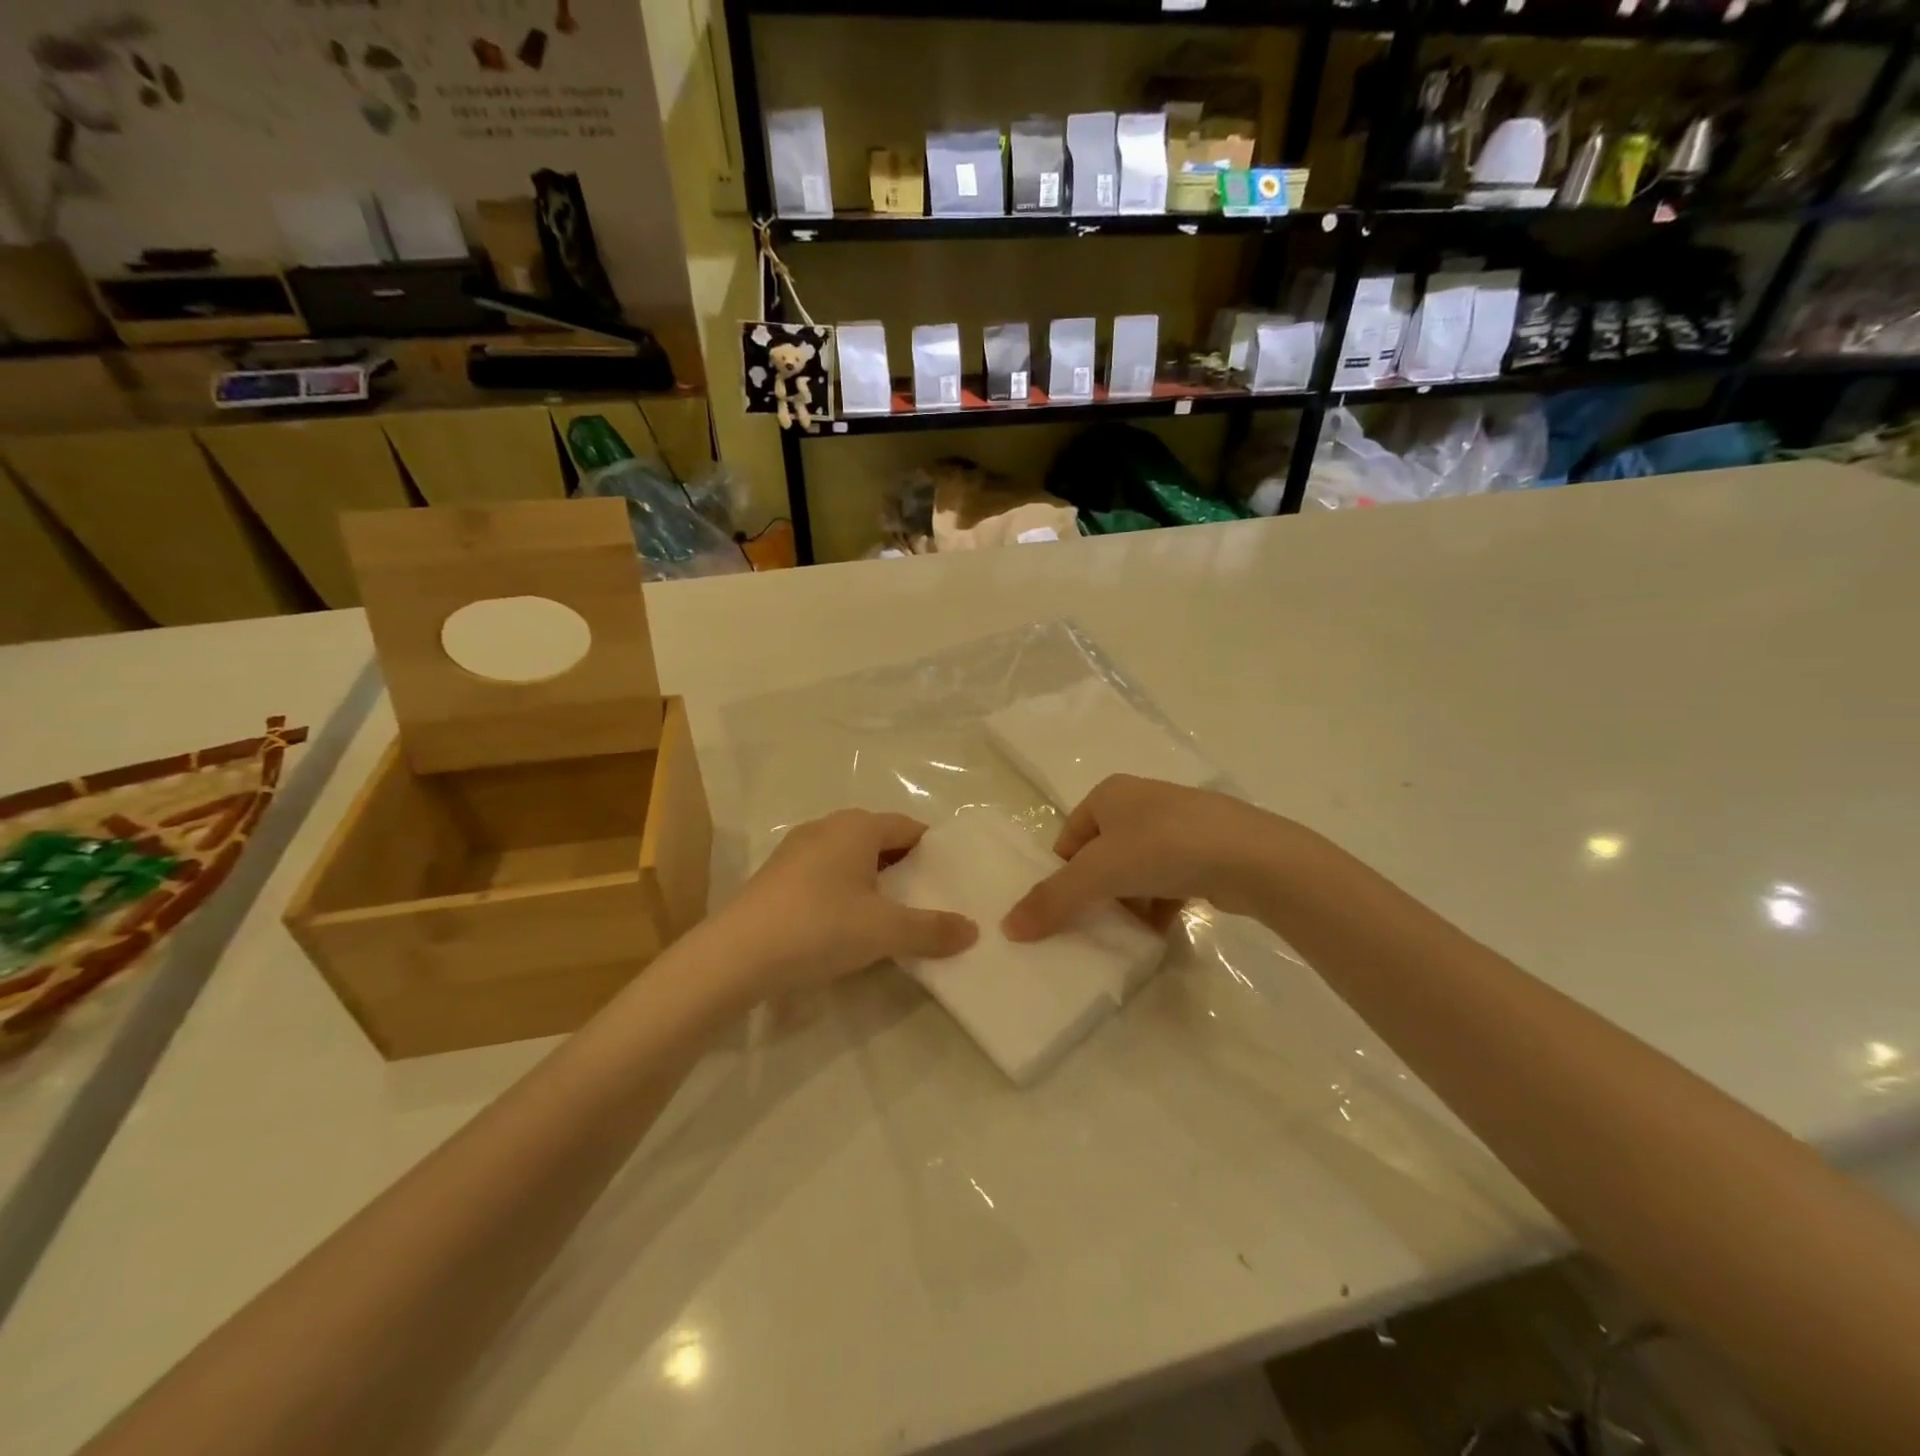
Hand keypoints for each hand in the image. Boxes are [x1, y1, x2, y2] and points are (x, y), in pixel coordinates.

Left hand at [719, 810, 977, 995]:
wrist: (735, 956)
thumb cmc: (820, 927)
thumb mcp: (885, 931)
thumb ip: (931, 929)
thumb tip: (973, 930)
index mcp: (857, 826)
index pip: (910, 828)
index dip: (934, 852)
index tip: (952, 881)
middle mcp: (827, 827)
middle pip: (880, 841)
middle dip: (906, 869)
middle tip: (930, 901)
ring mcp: (797, 850)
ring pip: (851, 859)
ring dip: (875, 882)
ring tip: (894, 917)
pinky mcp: (777, 877)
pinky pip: (826, 875)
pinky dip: (846, 892)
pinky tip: (849, 925)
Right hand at [1003, 775, 1279, 940]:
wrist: (1252, 856)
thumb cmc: (1163, 848)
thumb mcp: (1099, 873)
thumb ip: (1052, 900)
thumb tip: (1007, 927)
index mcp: (1110, 794)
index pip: (1069, 837)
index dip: (1064, 874)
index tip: (1068, 909)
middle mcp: (1141, 802)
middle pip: (1102, 855)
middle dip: (1098, 892)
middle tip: (1096, 925)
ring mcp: (1177, 824)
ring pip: (1136, 870)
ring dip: (1130, 902)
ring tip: (1130, 933)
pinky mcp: (1205, 849)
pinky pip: (1168, 878)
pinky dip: (1159, 904)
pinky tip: (1160, 929)